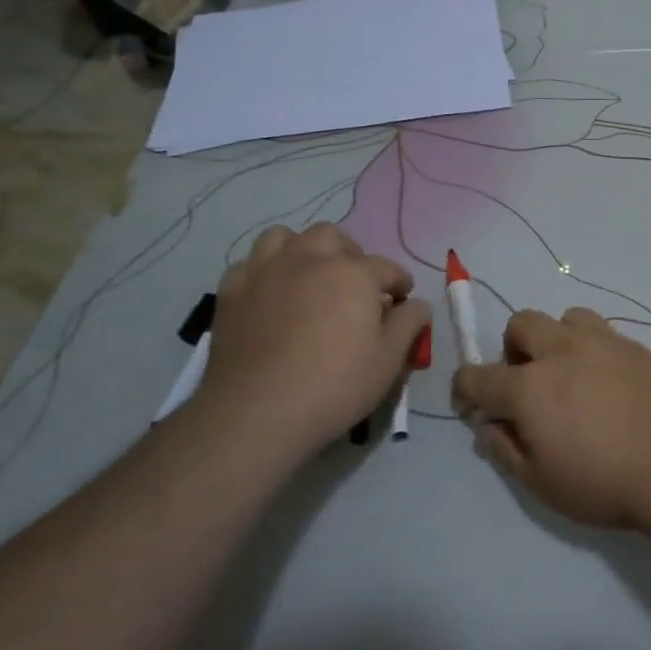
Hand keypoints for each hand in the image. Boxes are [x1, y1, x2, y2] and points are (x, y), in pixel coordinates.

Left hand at [193, 223, 429, 461]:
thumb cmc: (335, 385)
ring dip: (301, 250)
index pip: (386, 267)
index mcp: (353, 273)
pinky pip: (249, 265)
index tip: (402, 299)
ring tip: (308, 276)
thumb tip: (419, 303)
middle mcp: (309, 259)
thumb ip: (409, 323)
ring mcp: (266, 271)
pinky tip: (269, 294)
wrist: (258, 413)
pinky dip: (263, 272)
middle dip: (349, 253)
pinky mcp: (231, 292)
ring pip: (284, 238)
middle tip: (354, 283)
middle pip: (332, 237)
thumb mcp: (389, 360)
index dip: (399, 282)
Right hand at [453, 308, 650, 528]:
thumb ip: (507, 450)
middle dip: (514, 348)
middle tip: (528, 381)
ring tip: (574, 373)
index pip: (476, 375)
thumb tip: (490, 426)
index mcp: (528, 386)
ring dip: (560, 340)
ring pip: (568, 318)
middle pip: (521, 324)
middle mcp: (561, 351)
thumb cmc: (603, 481)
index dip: (465, 389)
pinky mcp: (640, 347)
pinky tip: (617, 386)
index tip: (473, 405)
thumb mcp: (542, 483)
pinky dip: (600, 354)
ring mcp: (605, 342)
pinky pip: (609, 337)